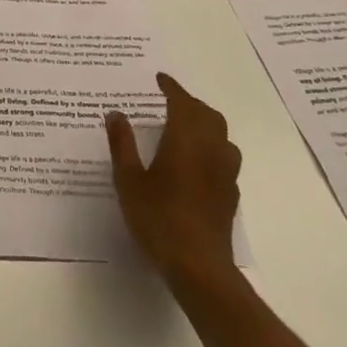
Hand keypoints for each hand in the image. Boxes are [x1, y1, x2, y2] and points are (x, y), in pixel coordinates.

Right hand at [105, 73, 241, 294]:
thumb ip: (122, 144)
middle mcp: (211, 150)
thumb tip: (115, 113)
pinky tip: (196, 161)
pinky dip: (211, 147)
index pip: (182, 103)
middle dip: (190, 103)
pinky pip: (224, 157)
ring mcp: (225, 174)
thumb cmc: (158, 218)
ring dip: (205, 123)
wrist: (199, 267)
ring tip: (185, 127)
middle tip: (170, 100)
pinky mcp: (230, 195)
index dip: (172, 88)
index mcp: (185, 140)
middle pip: (208, 115)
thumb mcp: (128, 179)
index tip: (160, 79)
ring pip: (221, 136)